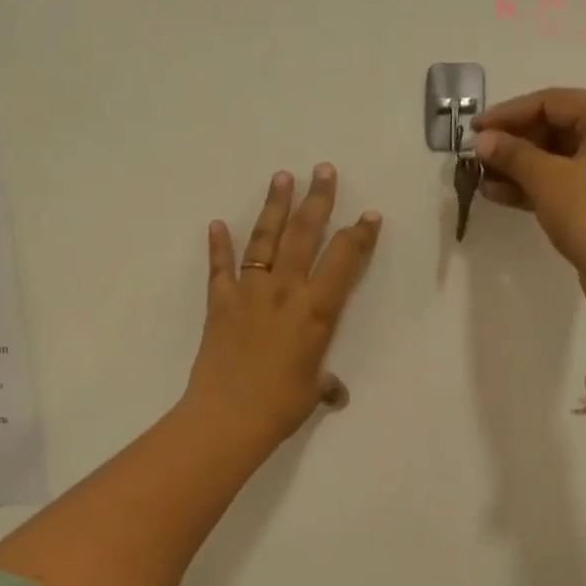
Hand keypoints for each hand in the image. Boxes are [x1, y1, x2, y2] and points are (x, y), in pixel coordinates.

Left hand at [186, 165, 381, 446]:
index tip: (369, 214)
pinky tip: (216, 224)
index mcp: (316, 310)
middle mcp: (285, 290)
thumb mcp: (312, 391)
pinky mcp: (220, 302)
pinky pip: (220, 268)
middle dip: (317, 199)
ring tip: (282, 176)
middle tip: (323, 169)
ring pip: (264, 239)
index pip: (344, 261)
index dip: (359, 235)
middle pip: (304, 234)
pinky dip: (218, 246)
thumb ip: (325, 383)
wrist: (227, 417)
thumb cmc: (280, 406)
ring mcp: (249, 292)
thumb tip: (336, 393)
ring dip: (274, 206)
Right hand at [473, 88, 585, 322]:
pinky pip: (559, 182)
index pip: (551, 103)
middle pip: (553, 128)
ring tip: (479, 176)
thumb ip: (512, 154)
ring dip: (516, 167)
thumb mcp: (547, 179)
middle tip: (476, 156)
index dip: (508, 114)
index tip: (474, 129)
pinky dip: (530, 186)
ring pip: (554, 158)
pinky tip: (496, 193)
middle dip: (512, 143)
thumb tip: (482, 140)